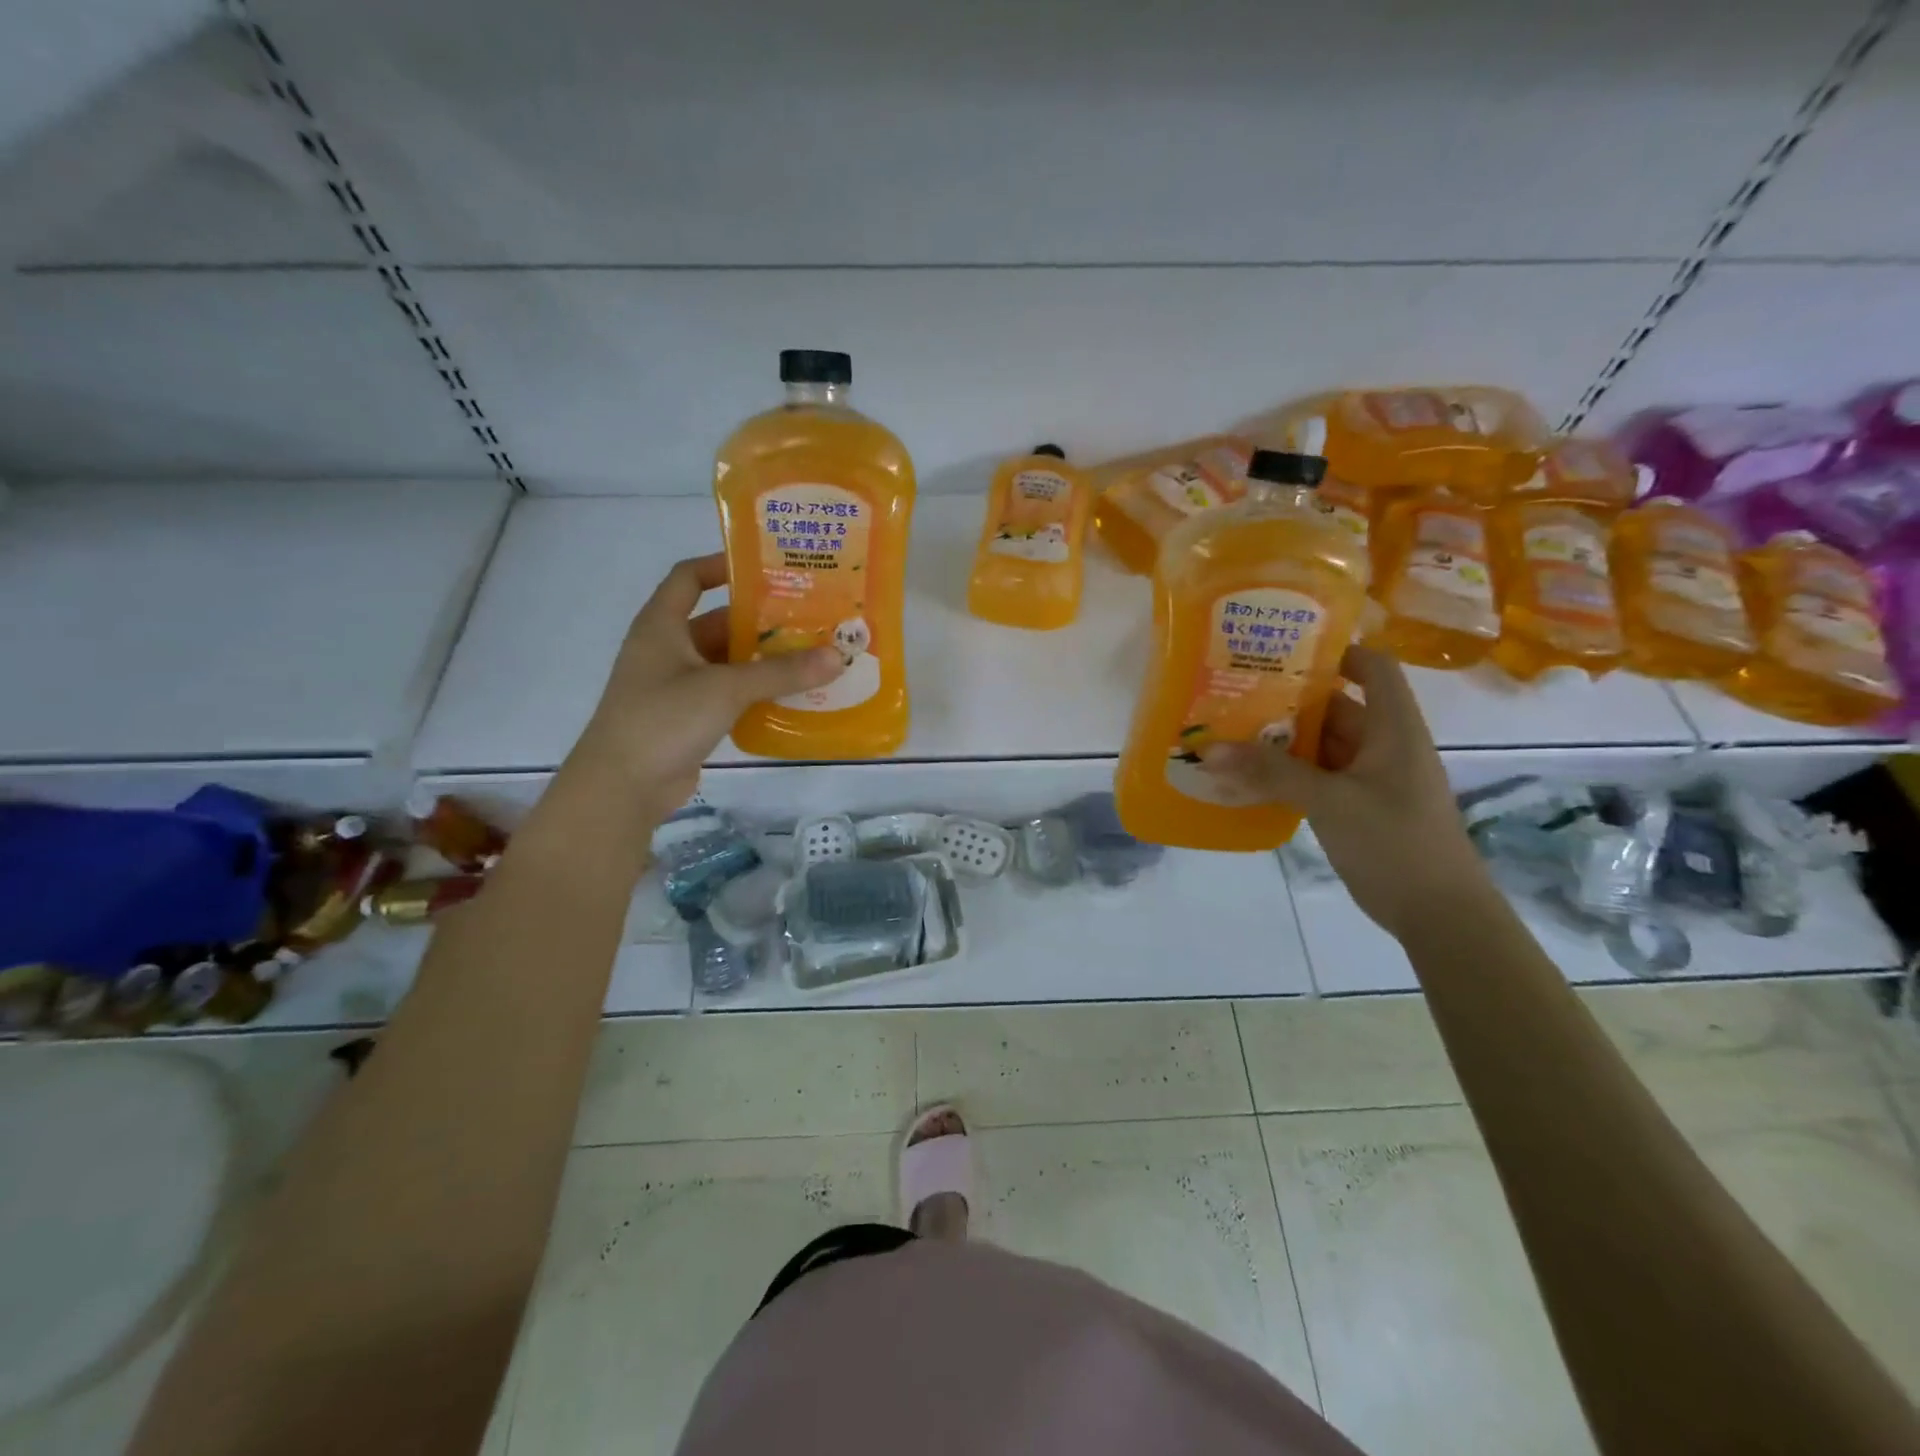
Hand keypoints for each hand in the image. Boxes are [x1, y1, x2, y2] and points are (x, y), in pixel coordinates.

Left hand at [568, 554, 841, 818]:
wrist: (623, 786)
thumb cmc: (664, 719)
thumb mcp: (726, 688)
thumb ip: (781, 672)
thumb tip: (837, 656)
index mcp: (662, 626)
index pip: (688, 578)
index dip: (721, 565)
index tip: (765, 567)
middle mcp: (666, 649)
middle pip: (716, 622)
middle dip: (759, 620)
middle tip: (807, 618)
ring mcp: (675, 686)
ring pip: (725, 661)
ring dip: (761, 659)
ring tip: (809, 655)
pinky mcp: (686, 718)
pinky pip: (727, 694)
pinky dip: (754, 692)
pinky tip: (790, 696)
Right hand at [1200, 645, 1489, 936]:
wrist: (1438, 914)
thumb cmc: (1395, 843)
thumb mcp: (1330, 801)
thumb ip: (1270, 773)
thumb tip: (1209, 749)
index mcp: (1393, 728)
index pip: (1373, 667)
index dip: (1336, 651)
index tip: (1283, 650)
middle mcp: (1382, 745)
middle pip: (1334, 706)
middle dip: (1286, 700)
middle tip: (1233, 693)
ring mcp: (1369, 778)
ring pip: (1320, 746)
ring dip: (1279, 742)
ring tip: (1227, 732)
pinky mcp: (1356, 807)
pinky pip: (1314, 778)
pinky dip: (1284, 775)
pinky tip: (1245, 778)